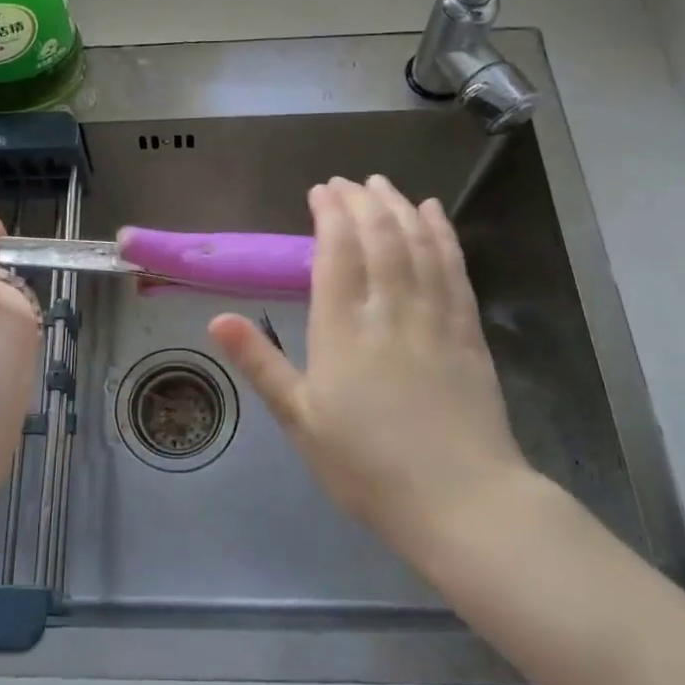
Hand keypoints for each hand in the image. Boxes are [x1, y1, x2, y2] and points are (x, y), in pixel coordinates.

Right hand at [207, 175, 534, 562]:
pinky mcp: (468, 332)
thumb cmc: (366, 465)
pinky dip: (443, 235)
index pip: (337, 252)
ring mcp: (434, 318)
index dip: (330, 214)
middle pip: (378, 238)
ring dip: (399, 208)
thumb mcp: (300, 420)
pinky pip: (454, 269)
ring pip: (417, 245)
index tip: (320, 191)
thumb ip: (260, 364)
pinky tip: (434, 216)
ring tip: (384, 184)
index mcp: (342, 329)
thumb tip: (216, 319)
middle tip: (348, 181)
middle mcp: (389, 311)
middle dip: (362, 201)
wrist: (460, 502)